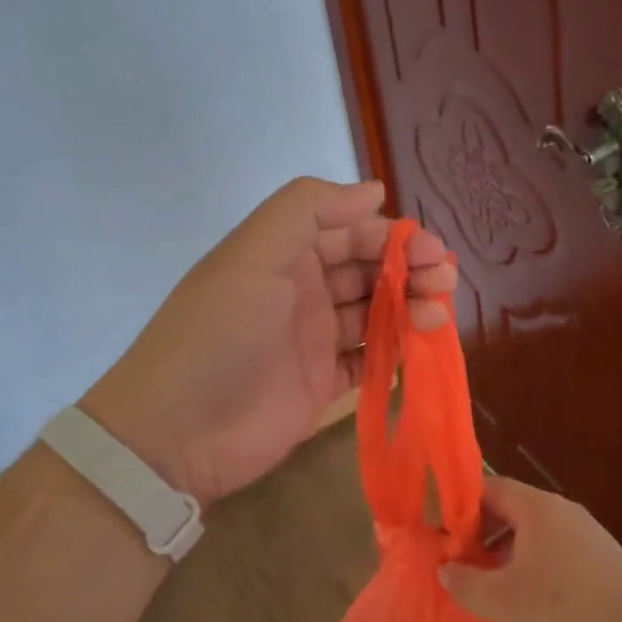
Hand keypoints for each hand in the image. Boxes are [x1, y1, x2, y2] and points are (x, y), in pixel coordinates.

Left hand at [82, 178, 455, 504]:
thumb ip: (309, 210)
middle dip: (410, 271)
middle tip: (445, 282)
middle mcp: (302, 290)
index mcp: (286, 254)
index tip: (431, 251)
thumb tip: (373, 190)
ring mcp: (313, 339)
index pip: (351, 232)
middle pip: (369, 270)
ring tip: (437, 318)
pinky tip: (419, 350)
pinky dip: (396, 353)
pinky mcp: (322, 384)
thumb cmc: (220, 332)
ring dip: (410, 309)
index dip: (393, 237)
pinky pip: (369, 360)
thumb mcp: (254, 254)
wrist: (177, 432)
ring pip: (375, 313)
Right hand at [439, 478, 621, 621]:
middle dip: (482, 534)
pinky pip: (556, 551)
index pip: (489, 487)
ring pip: (534, 533)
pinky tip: (530, 602)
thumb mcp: (503, 603)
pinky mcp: (602, 560)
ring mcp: (587, 534)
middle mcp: (563, 511)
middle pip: (511, 509)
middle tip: (461, 566)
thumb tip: (446, 569)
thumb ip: (466, 583)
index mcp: (538, 508)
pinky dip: (535, 567)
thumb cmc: (566, 613)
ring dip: (507, 554)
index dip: (460, 507)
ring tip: (491, 589)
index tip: (442, 535)